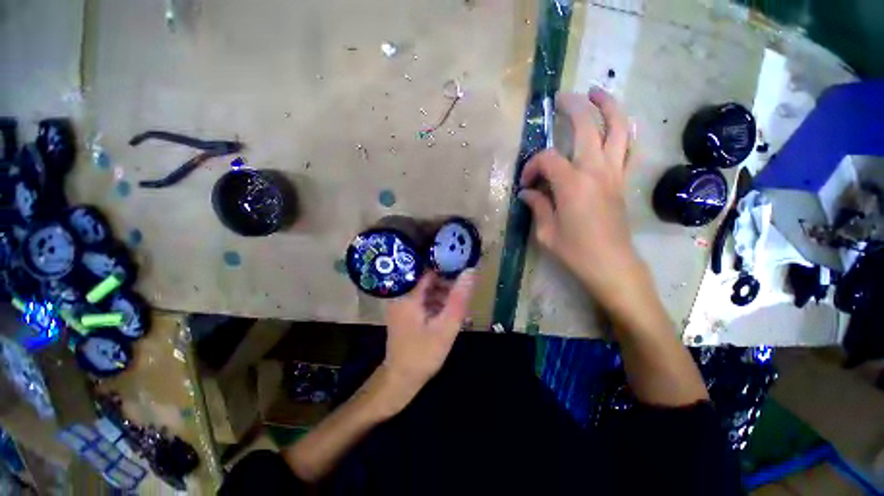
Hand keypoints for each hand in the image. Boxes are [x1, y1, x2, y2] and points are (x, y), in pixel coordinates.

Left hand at [381, 270, 475, 402]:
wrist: (401, 379)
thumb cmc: (423, 354)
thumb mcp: (446, 326)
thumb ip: (458, 299)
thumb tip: (470, 271)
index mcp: (407, 294)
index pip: (427, 268)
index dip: (445, 265)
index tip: (462, 265)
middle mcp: (401, 294)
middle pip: (426, 278)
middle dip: (446, 281)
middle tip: (463, 289)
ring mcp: (402, 303)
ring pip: (426, 288)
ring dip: (443, 292)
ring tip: (459, 302)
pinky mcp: (405, 311)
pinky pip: (423, 299)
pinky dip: (436, 301)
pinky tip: (449, 311)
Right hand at [519, 89, 639, 307]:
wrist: (612, 265)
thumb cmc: (575, 251)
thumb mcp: (546, 232)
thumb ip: (537, 206)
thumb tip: (527, 193)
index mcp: (572, 184)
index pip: (547, 159)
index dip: (532, 166)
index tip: (526, 184)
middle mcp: (596, 171)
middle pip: (587, 127)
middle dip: (573, 107)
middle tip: (561, 99)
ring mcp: (614, 174)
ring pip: (618, 129)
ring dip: (608, 107)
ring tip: (597, 93)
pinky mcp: (623, 181)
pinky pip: (629, 148)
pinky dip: (624, 131)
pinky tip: (617, 125)